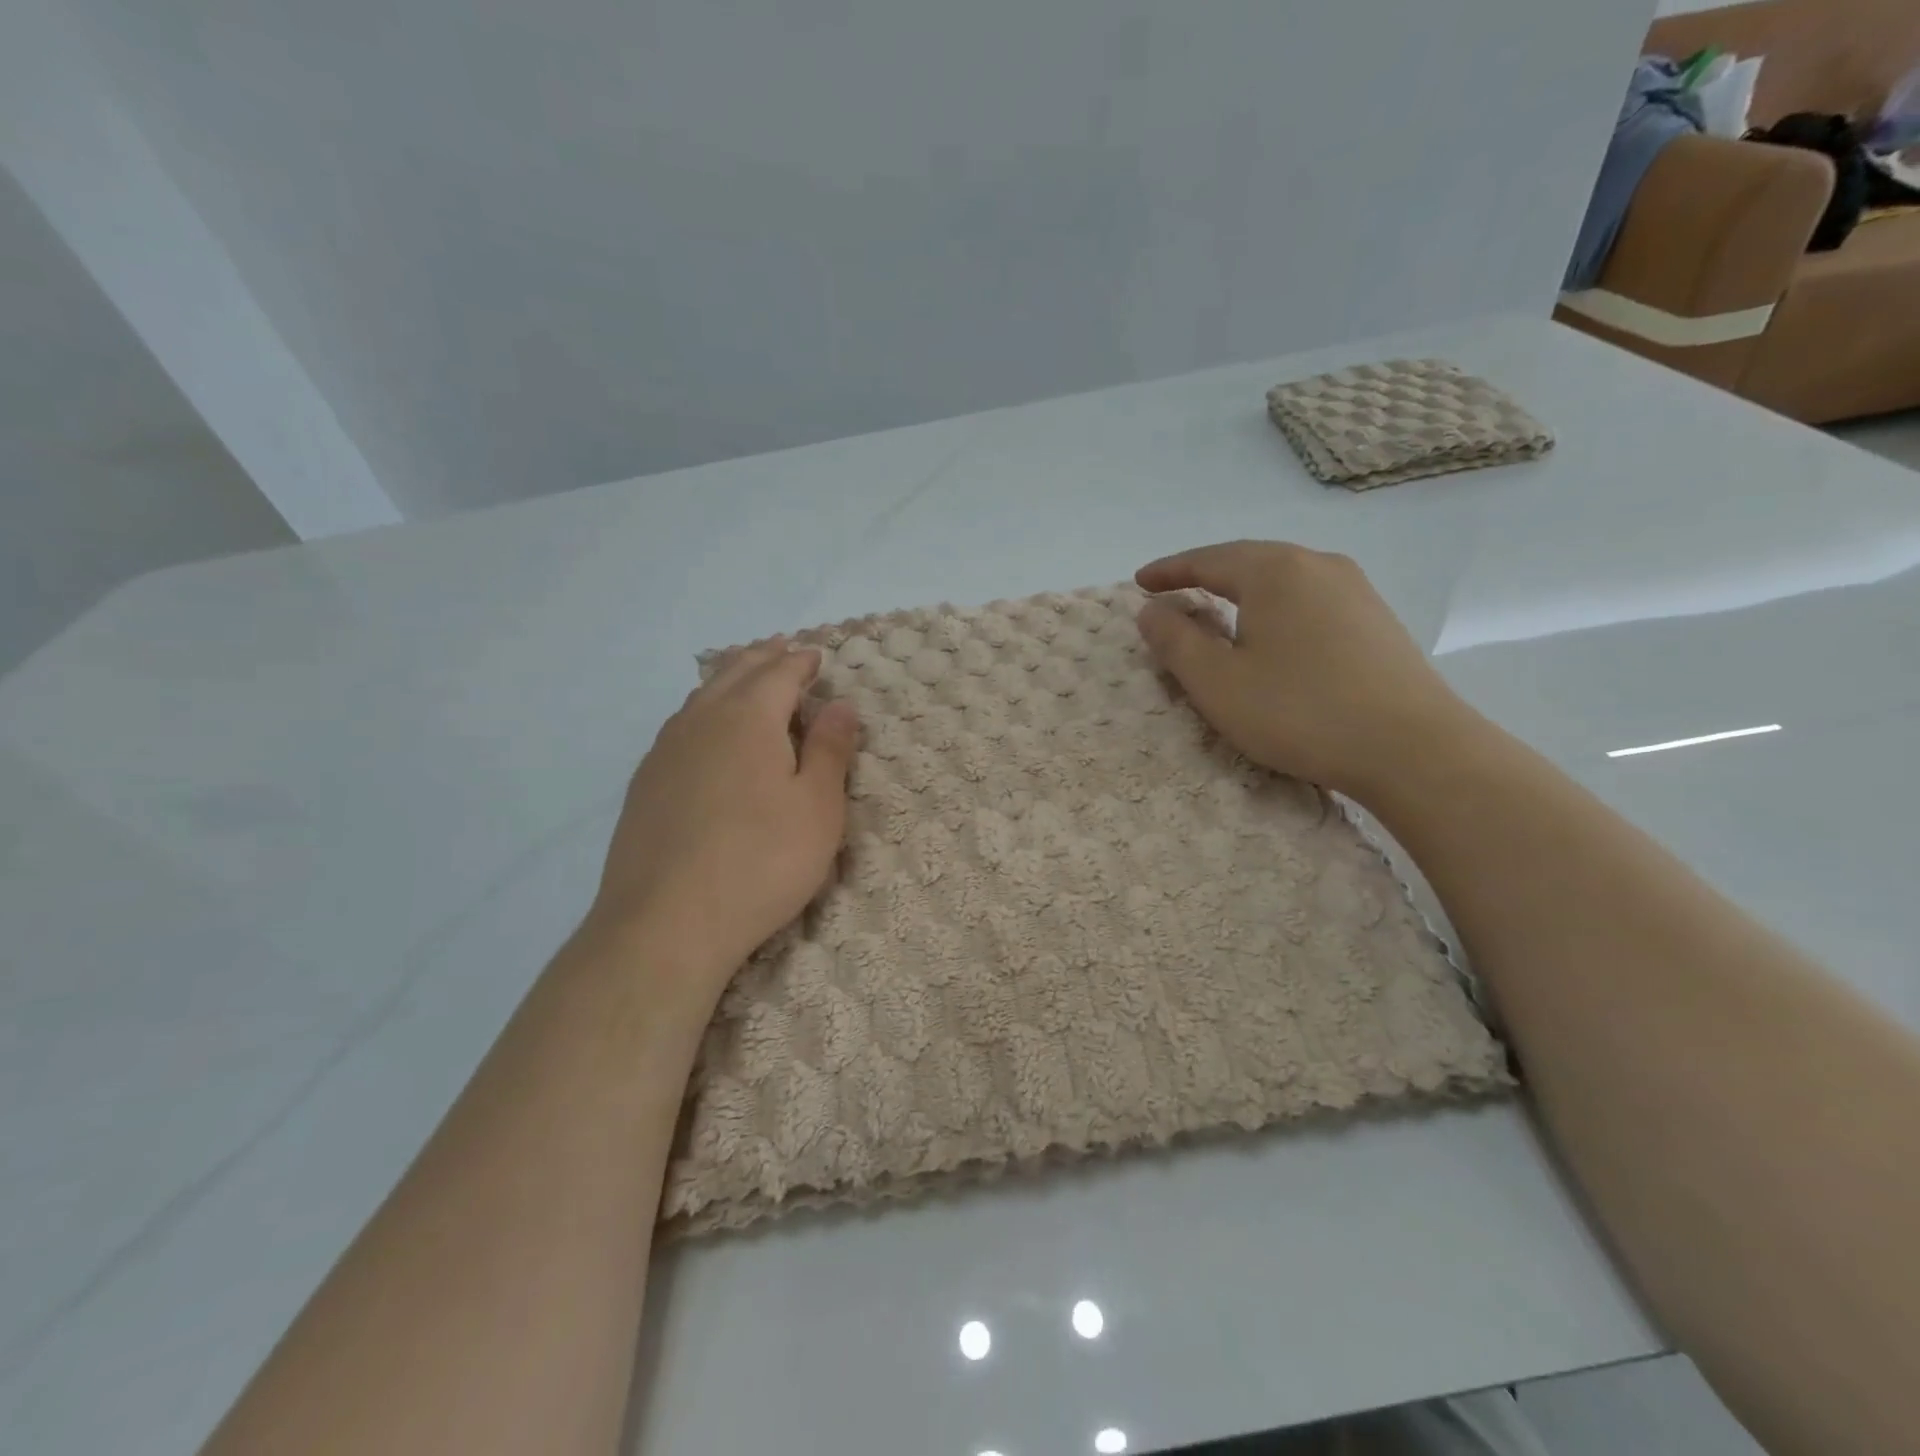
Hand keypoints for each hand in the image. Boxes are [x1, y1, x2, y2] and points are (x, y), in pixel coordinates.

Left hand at [586, 638, 860, 991]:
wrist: (666, 923)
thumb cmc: (761, 862)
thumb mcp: (817, 808)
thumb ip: (829, 750)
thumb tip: (840, 704)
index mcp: (748, 718)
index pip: (779, 674)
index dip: (801, 662)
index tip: (815, 656)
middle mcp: (701, 721)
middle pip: (734, 674)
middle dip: (762, 658)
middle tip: (781, 649)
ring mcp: (665, 752)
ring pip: (700, 696)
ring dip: (729, 679)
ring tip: (745, 677)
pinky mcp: (645, 784)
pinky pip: (680, 725)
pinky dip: (702, 710)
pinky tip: (704, 730)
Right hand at [1135, 540, 1466, 795]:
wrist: (1412, 748)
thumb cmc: (1298, 711)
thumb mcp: (1217, 682)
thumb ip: (1176, 641)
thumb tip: (1151, 610)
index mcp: (1274, 570)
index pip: (1206, 560)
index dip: (1168, 571)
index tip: (1139, 583)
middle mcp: (1317, 565)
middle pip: (1247, 561)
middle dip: (1205, 576)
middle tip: (1174, 593)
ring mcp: (1355, 590)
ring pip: (1282, 580)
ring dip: (1242, 592)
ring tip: (1218, 611)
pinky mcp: (1376, 620)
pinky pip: (1310, 600)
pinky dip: (1276, 609)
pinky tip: (1273, 635)